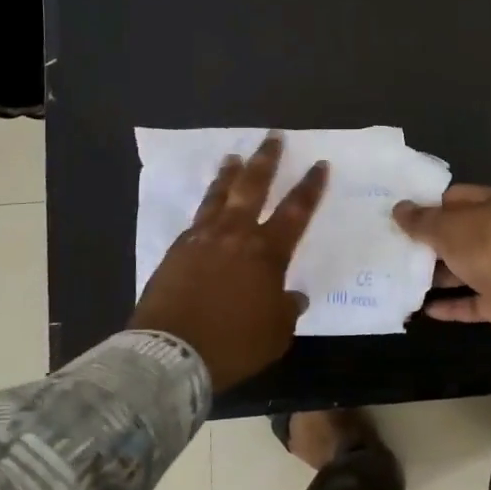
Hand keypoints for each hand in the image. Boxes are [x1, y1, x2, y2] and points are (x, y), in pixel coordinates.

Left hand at [130, 133, 328, 391]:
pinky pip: (197, 217)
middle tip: (274, 137)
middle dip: (267, 160)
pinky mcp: (177, 249)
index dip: (310, 187)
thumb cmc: (233, 344)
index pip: (296, 211)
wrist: (172, 352)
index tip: (319, 164)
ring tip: (234, 156)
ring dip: (230, 173)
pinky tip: (208, 203)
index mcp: (267, 252)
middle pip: (254, 186)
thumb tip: (293, 296)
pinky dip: (207, 204)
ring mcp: (203, 238)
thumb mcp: (276, 333)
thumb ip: (287, 309)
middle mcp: (236, 234)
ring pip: (220, 195)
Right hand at [392, 184, 490, 329]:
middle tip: (396, 246)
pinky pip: (471, 298)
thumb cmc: (487, 246)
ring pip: (464, 266)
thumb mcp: (447, 227)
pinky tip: (425, 308)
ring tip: (403, 276)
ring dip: (438, 274)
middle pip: (459, 232)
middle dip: (430, 241)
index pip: (455, 196)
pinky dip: (451, 303)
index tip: (401, 215)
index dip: (428, 204)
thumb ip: (421, 220)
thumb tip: (398, 208)